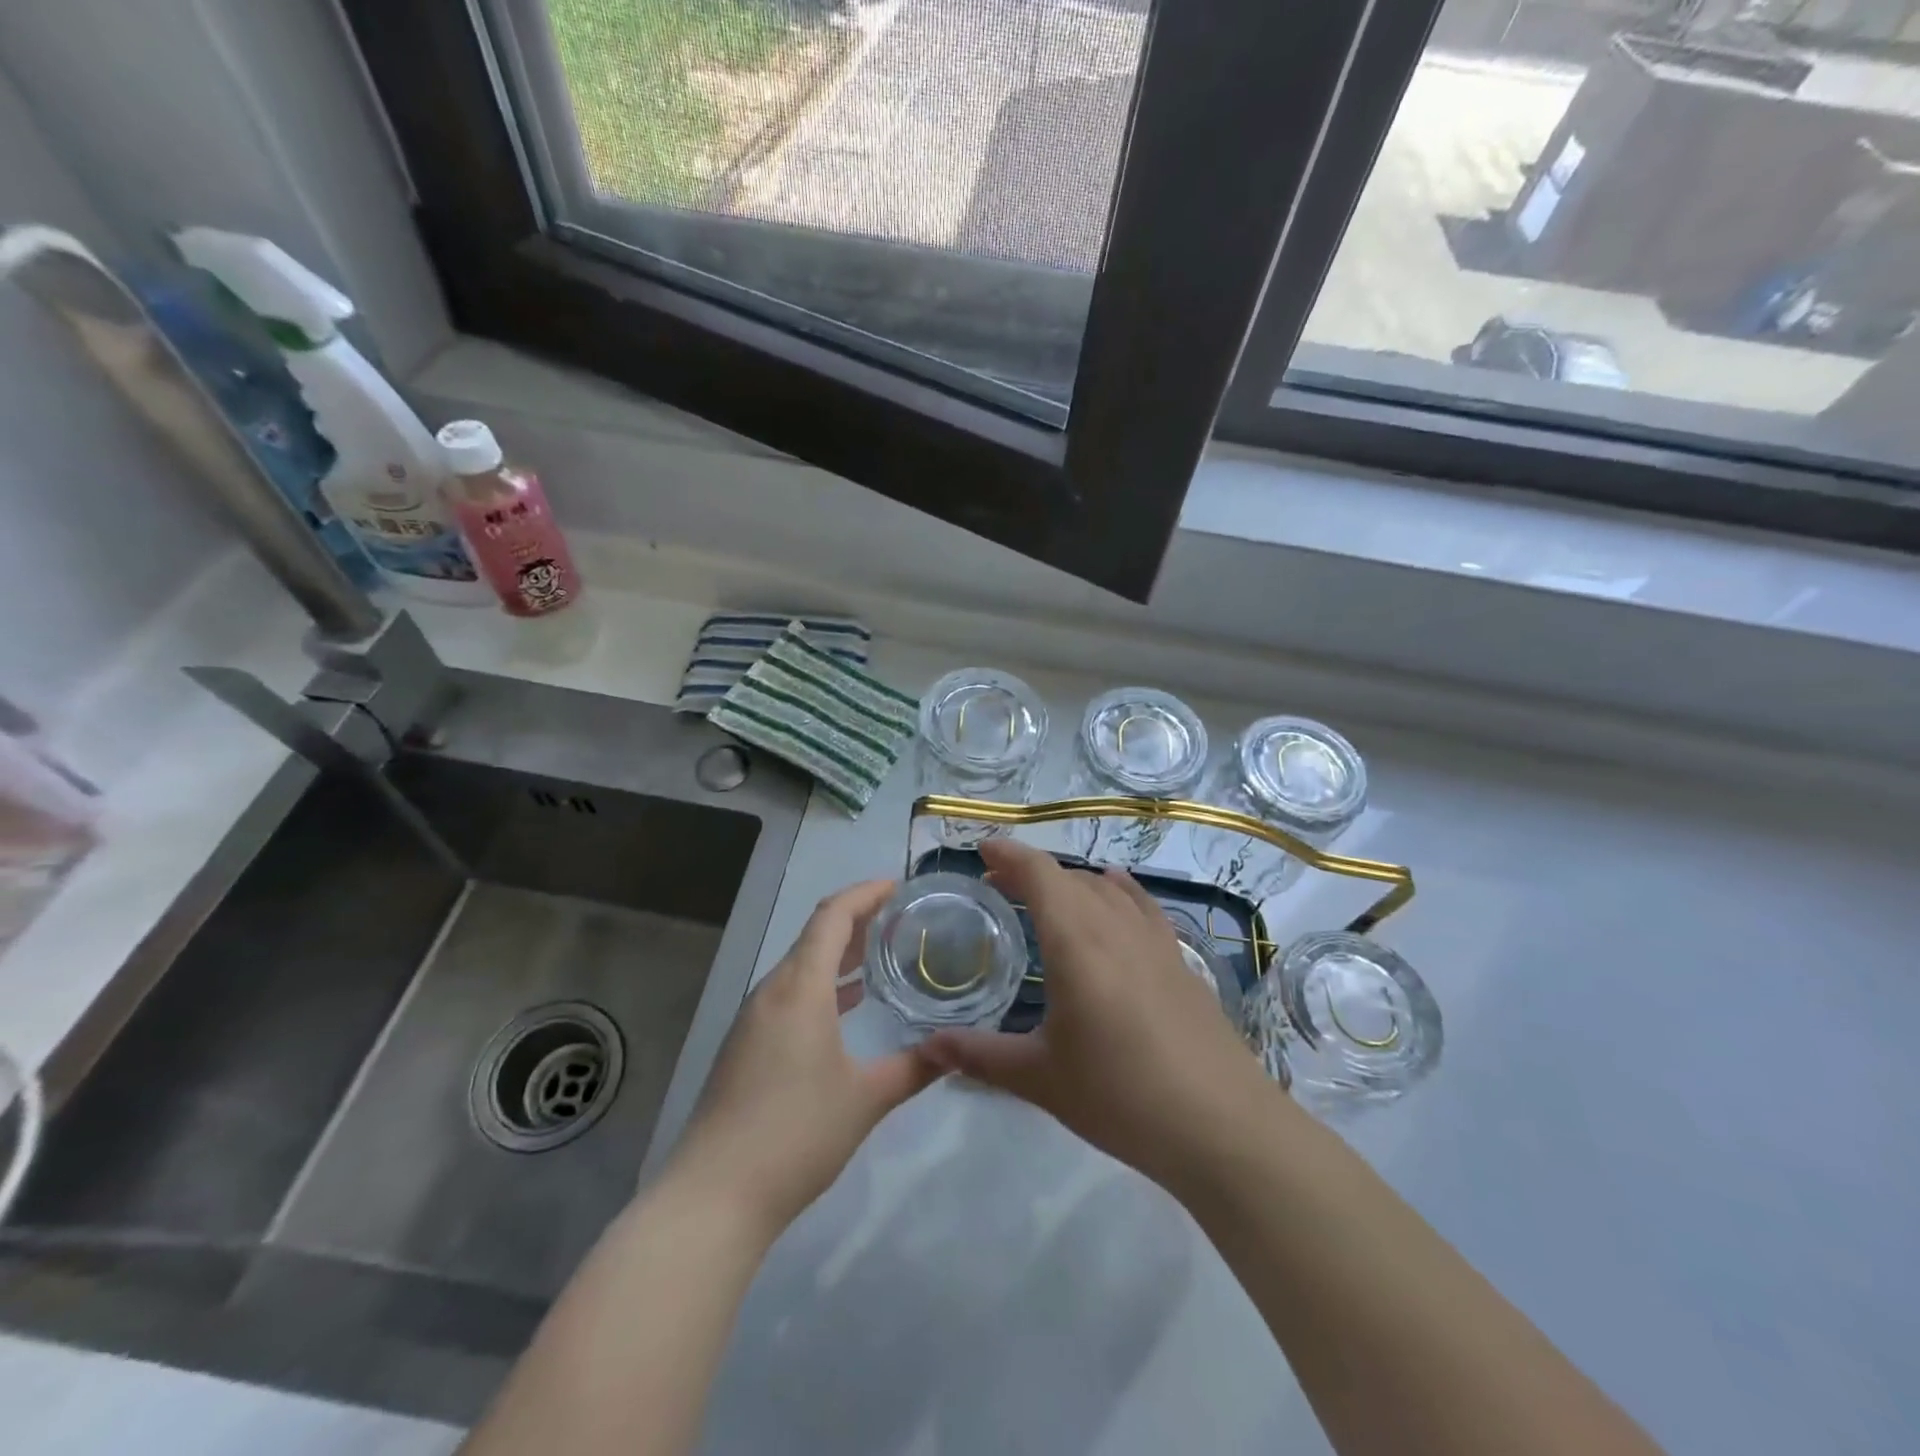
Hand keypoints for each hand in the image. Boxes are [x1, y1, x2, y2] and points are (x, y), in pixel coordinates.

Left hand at [665, 880, 939, 1238]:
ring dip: (838, 953)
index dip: (865, 893)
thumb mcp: (866, 1099)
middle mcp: (772, 991)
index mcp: (799, 988)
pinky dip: (822, 984)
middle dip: (857, 919)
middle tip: (900, 917)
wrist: (713, 1196)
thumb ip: (914, 1068)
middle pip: (815, 935)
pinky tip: (847, 1004)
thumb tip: (955, 1050)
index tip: (899, 886)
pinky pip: (790, 994)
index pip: (832, 916)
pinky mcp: (746, 1045)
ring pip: (800, 965)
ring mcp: (753, 1019)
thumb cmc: (795, 1135)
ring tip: (880, 952)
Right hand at [920, 839, 1275, 1193]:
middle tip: (999, 885)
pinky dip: (1118, 890)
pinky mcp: (1180, 960)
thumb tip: (928, 1047)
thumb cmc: (1121, 1097)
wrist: (1221, 1126)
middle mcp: (1115, 926)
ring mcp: (1154, 941)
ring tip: (1046, 895)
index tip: (982, 849)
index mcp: (1076, 942)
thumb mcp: (1042, 1079)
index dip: (1010, 855)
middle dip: (1032, 872)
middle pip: (1070, 877)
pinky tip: (1115, 891)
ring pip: (1106, 888)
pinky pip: (1142, 905)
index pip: (1040, 874)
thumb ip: (981, 1056)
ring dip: (1071, 881)